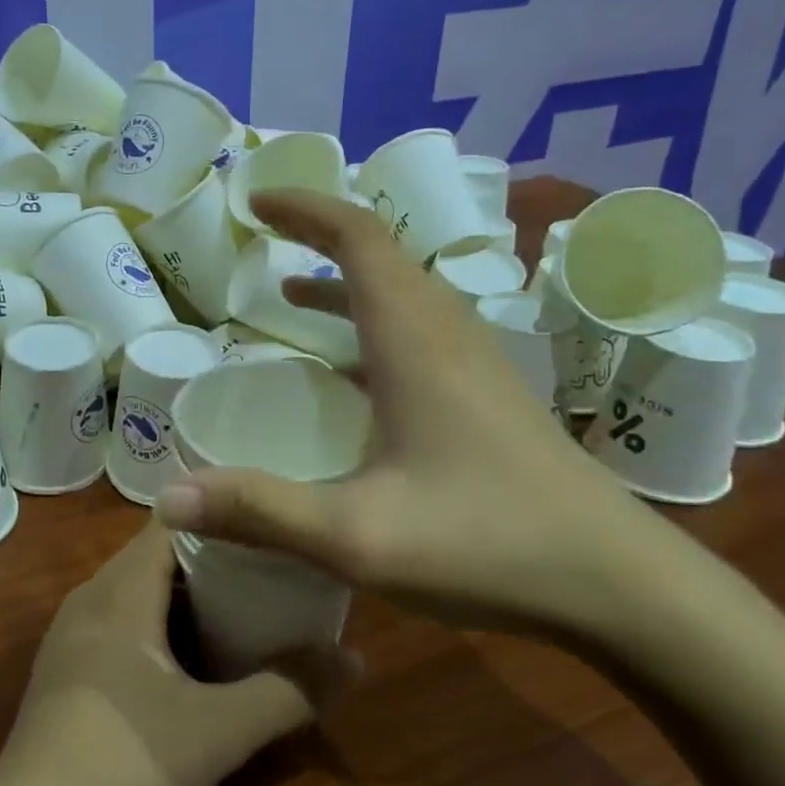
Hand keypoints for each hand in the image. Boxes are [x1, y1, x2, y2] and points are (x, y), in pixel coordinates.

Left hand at [0, 523, 342, 785]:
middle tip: (274, 579)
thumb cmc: (122, 767)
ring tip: (248, 615)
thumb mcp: (218, 734)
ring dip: (191, 598)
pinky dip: (163, 624)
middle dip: (219, 563)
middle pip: (161, 554)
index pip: (175, 521)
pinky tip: (195, 662)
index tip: (274, 535)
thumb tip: (354, 658)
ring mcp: (73, 631)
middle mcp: (92, 595)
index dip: (226, 520)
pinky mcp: (68, 665)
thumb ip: (289, 692)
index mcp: (121, 589)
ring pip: (141, 589)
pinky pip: (123, 620)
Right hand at [156, 189, 663, 641]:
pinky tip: (350, 368)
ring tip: (290, 292)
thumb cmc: (487, 543)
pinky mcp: (487, 393)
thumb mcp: (357, 535)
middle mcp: (446, 333)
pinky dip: (371, 319)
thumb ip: (260, 511)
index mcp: (414, 339)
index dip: (305, 209)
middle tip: (263, 236)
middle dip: (318, 232)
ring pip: (403, 290)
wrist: (617, 584)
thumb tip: (167, 499)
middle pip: (381, 252)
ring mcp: (475, 362)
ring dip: (345, 278)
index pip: (359, 238)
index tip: (256, 202)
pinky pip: (419, 327)